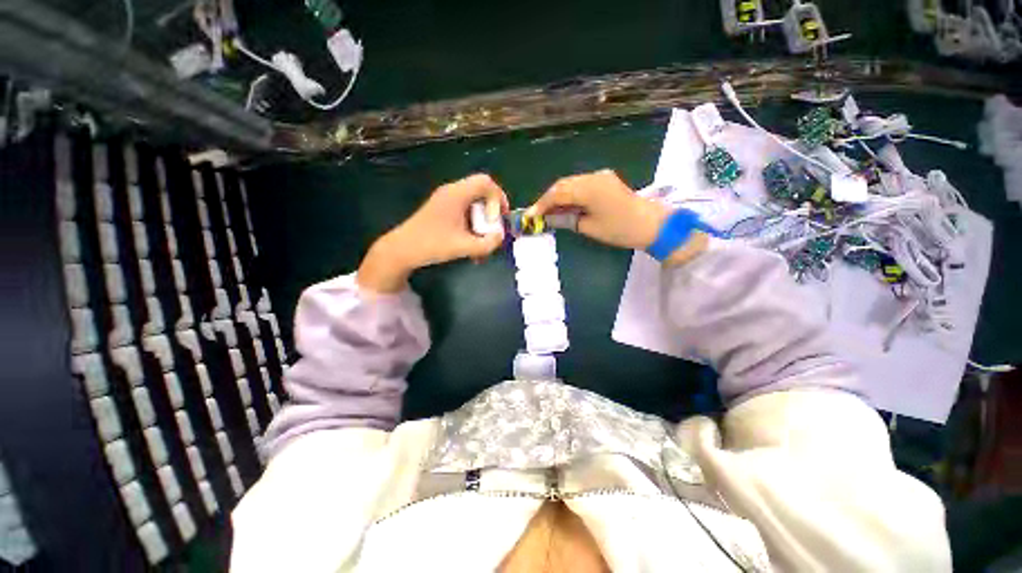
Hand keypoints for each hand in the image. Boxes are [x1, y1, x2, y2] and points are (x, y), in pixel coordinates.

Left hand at [358, 174, 508, 292]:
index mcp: (457, 194)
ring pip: (473, 203)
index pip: (485, 182)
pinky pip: (465, 210)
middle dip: (492, 211)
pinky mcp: (442, 209)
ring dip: (482, 220)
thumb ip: (487, 243)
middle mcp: (452, 192)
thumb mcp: (464, 247)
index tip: (500, 218)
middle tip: (494, 229)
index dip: (499, 197)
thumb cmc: (432, 245)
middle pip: (481, 191)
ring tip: (482, 241)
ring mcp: (446, 200)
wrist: (402, 249)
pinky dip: (472, 224)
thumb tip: (501, 237)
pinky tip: (471, 244)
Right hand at [528, 170, 706, 263]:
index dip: (541, 205)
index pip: (557, 193)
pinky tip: (565, 205)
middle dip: (547, 199)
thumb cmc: (620, 229)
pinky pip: (581, 185)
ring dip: (558, 196)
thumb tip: (550, 218)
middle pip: (562, 184)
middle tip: (536, 214)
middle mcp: (593, 177)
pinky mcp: (605, 180)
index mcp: (589, 188)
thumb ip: (567, 219)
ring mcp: (600, 176)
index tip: (529, 216)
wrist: (652, 224)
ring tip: (548, 212)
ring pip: (571, 183)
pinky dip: (570, 194)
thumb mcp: (589, 227)